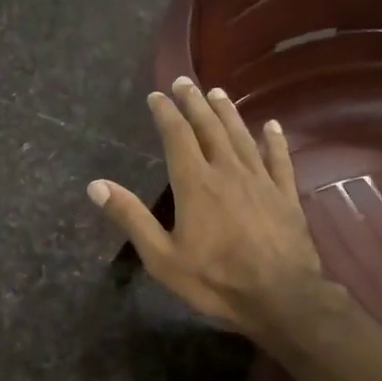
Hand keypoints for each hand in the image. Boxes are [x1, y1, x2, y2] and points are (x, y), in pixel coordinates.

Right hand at [86, 77, 330, 349]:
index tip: (157, 95)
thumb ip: (131, 217)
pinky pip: (280, 160)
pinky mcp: (286, 195)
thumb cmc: (215, 280)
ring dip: (228, 113)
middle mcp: (228, 172)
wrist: (281, 298)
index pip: (177, 137)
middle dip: (194, 103)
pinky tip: (272, 126)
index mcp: (195, 184)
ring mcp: (261, 181)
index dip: (166, 113)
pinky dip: (275, 141)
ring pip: (242, 137)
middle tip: (184, 81)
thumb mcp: (161, 257)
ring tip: (218, 93)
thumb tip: (96, 185)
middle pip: (210, 128)